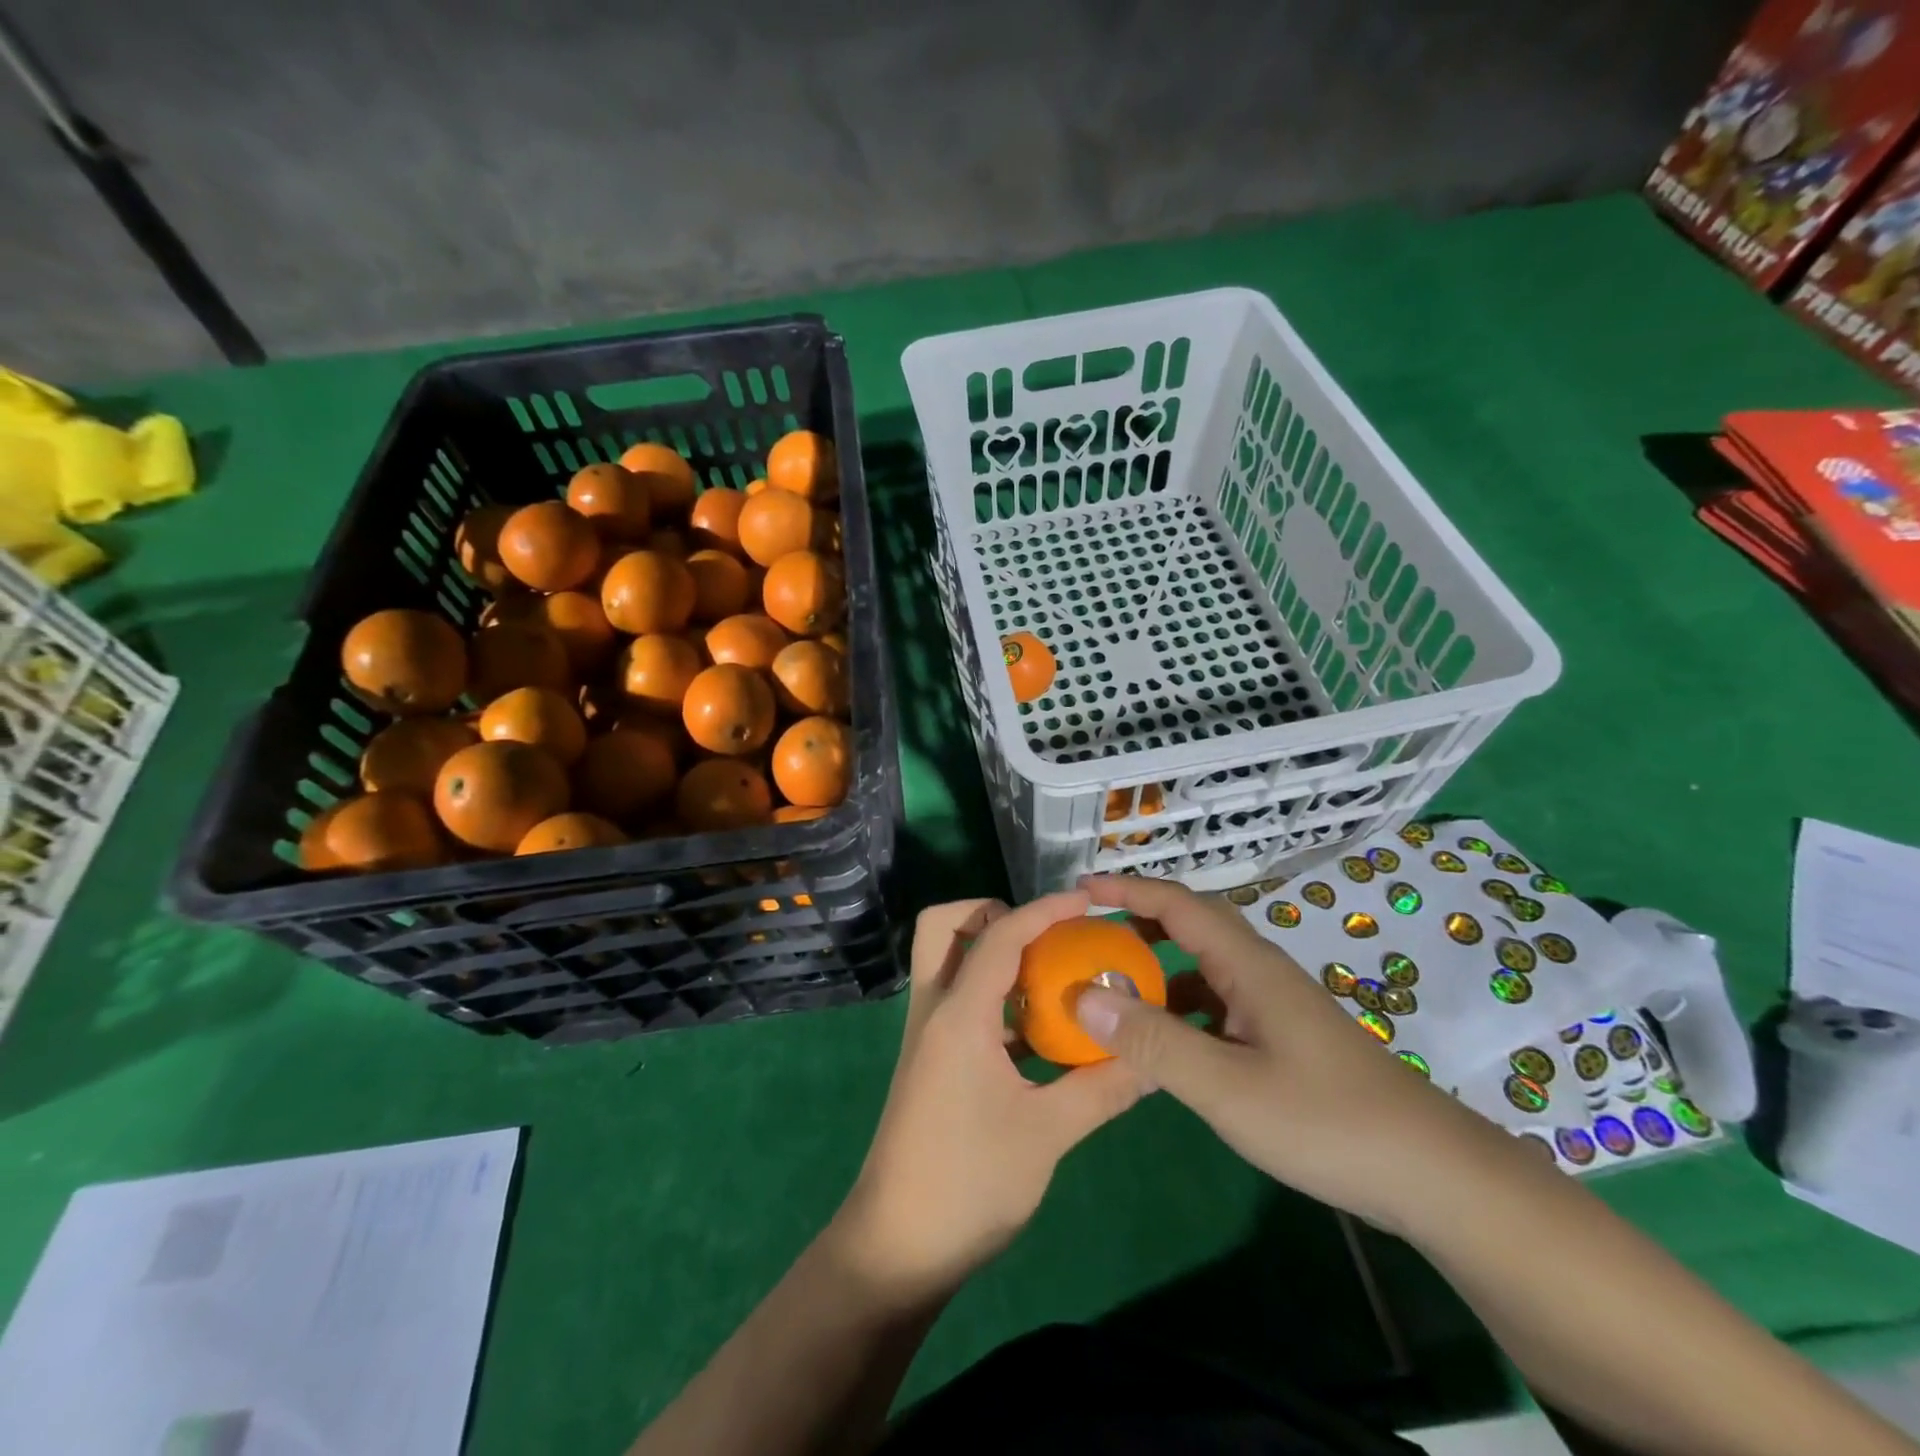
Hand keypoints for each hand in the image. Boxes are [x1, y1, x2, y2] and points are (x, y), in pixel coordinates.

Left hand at [833, 893, 1146, 1299]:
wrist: (897, 1248)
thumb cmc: (969, 1183)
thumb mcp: (1048, 1134)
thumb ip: (1104, 1088)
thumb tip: (1157, 1060)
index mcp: (958, 1015)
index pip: (999, 936)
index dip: (1043, 910)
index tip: (1086, 902)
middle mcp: (935, 1011)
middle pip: (943, 928)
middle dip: (990, 914)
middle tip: (1043, 936)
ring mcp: (928, 1037)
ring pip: (947, 965)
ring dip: (992, 955)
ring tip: (1052, 976)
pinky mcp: (932, 1063)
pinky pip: (960, 1005)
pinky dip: (994, 998)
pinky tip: (1039, 1033)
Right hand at [1071, 875, 1508, 1233]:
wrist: (1433, 1175)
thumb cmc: (1326, 1121)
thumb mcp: (1227, 1088)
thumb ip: (1152, 1043)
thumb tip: (1082, 995)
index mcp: (1247, 966)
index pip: (1177, 904)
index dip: (1127, 890)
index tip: (1079, 890)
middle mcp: (1259, 973)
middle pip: (1191, 926)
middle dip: (1137, 920)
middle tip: (1087, 932)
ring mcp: (1274, 1006)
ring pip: (1203, 969)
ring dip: (1157, 968)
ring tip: (1111, 987)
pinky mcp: (1282, 1039)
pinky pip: (1216, 1006)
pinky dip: (1180, 1010)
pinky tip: (1162, 1044)